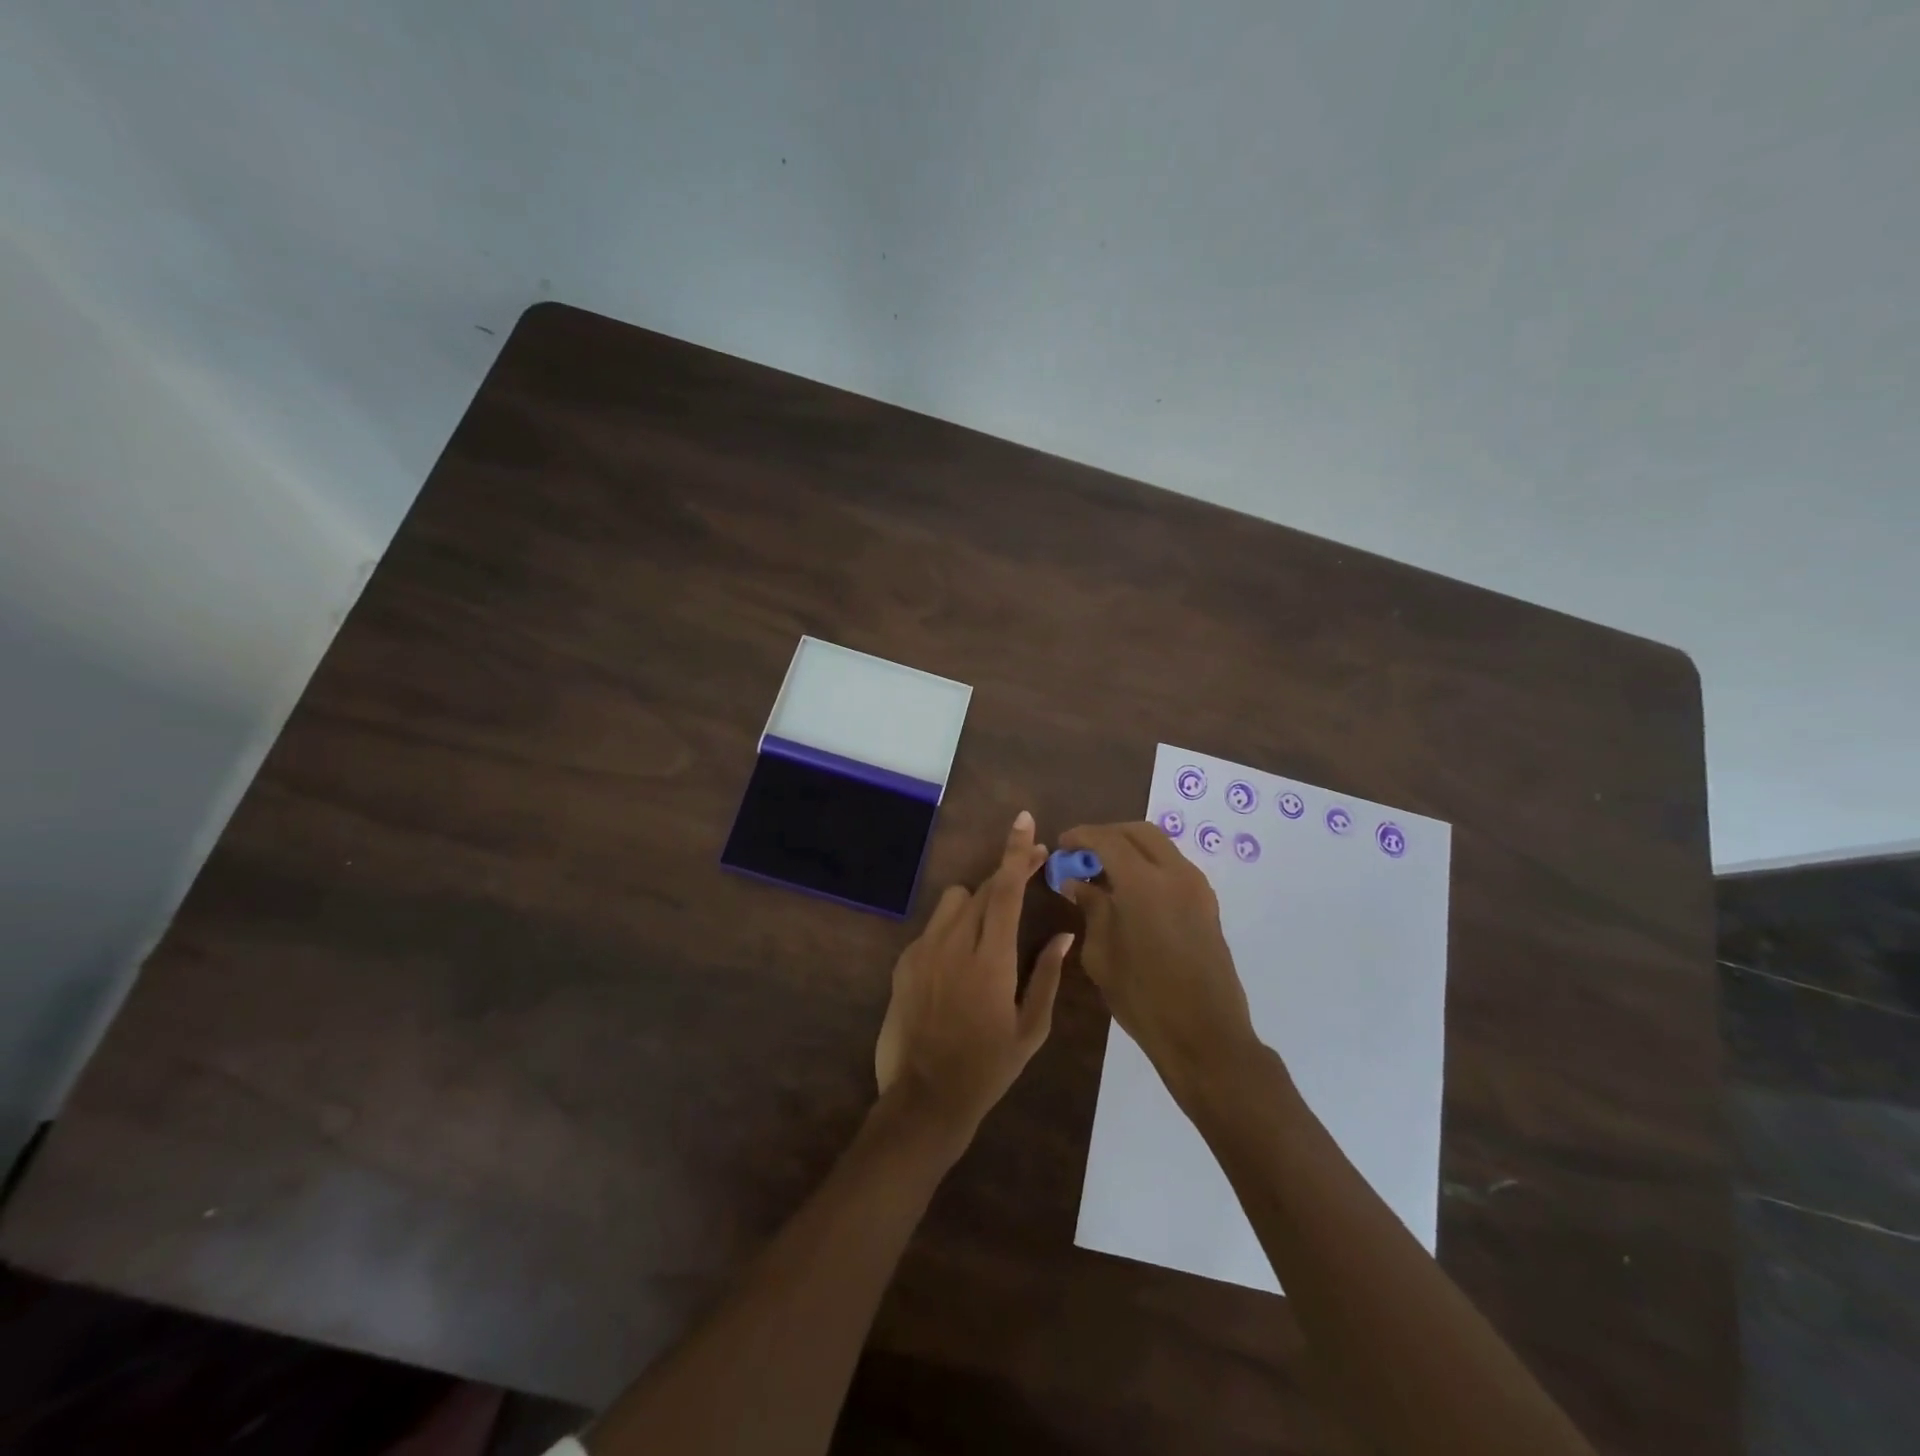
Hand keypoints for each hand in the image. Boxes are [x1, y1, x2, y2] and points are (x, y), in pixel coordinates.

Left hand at [874, 811, 1072, 1150]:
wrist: (924, 1099)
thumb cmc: (987, 1068)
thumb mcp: (1030, 1029)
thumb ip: (1047, 975)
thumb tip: (1064, 934)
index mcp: (990, 960)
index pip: (1004, 891)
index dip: (1016, 852)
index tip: (1025, 821)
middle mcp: (953, 944)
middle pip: (982, 888)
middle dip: (1008, 872)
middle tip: (1034, 869)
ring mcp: (923, 950)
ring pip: (954, 900)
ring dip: (978, 901)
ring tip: (994, 926)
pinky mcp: (904, 962)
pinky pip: (934, 926)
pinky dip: (954, 928)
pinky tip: (962, 959)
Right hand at [1058, 821, 1259, 1099]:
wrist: (1205, 1035)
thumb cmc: (1144, 998)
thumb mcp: (1102, 954)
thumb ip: (1091, 908)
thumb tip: (1076, 882)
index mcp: (1144, 883)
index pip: (1108, 839)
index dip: (1082, 836)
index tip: (1062, 845)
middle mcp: (1175, 874)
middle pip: (1139, 832)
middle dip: (1108, 835)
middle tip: (1083, 854)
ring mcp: (1197, 887)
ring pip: (1160, 847)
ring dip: (1130, 848)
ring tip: (1103, 872)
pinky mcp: (1207, 904)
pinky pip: (1173, 867)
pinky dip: (1148, 865)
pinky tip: (1129, 891)